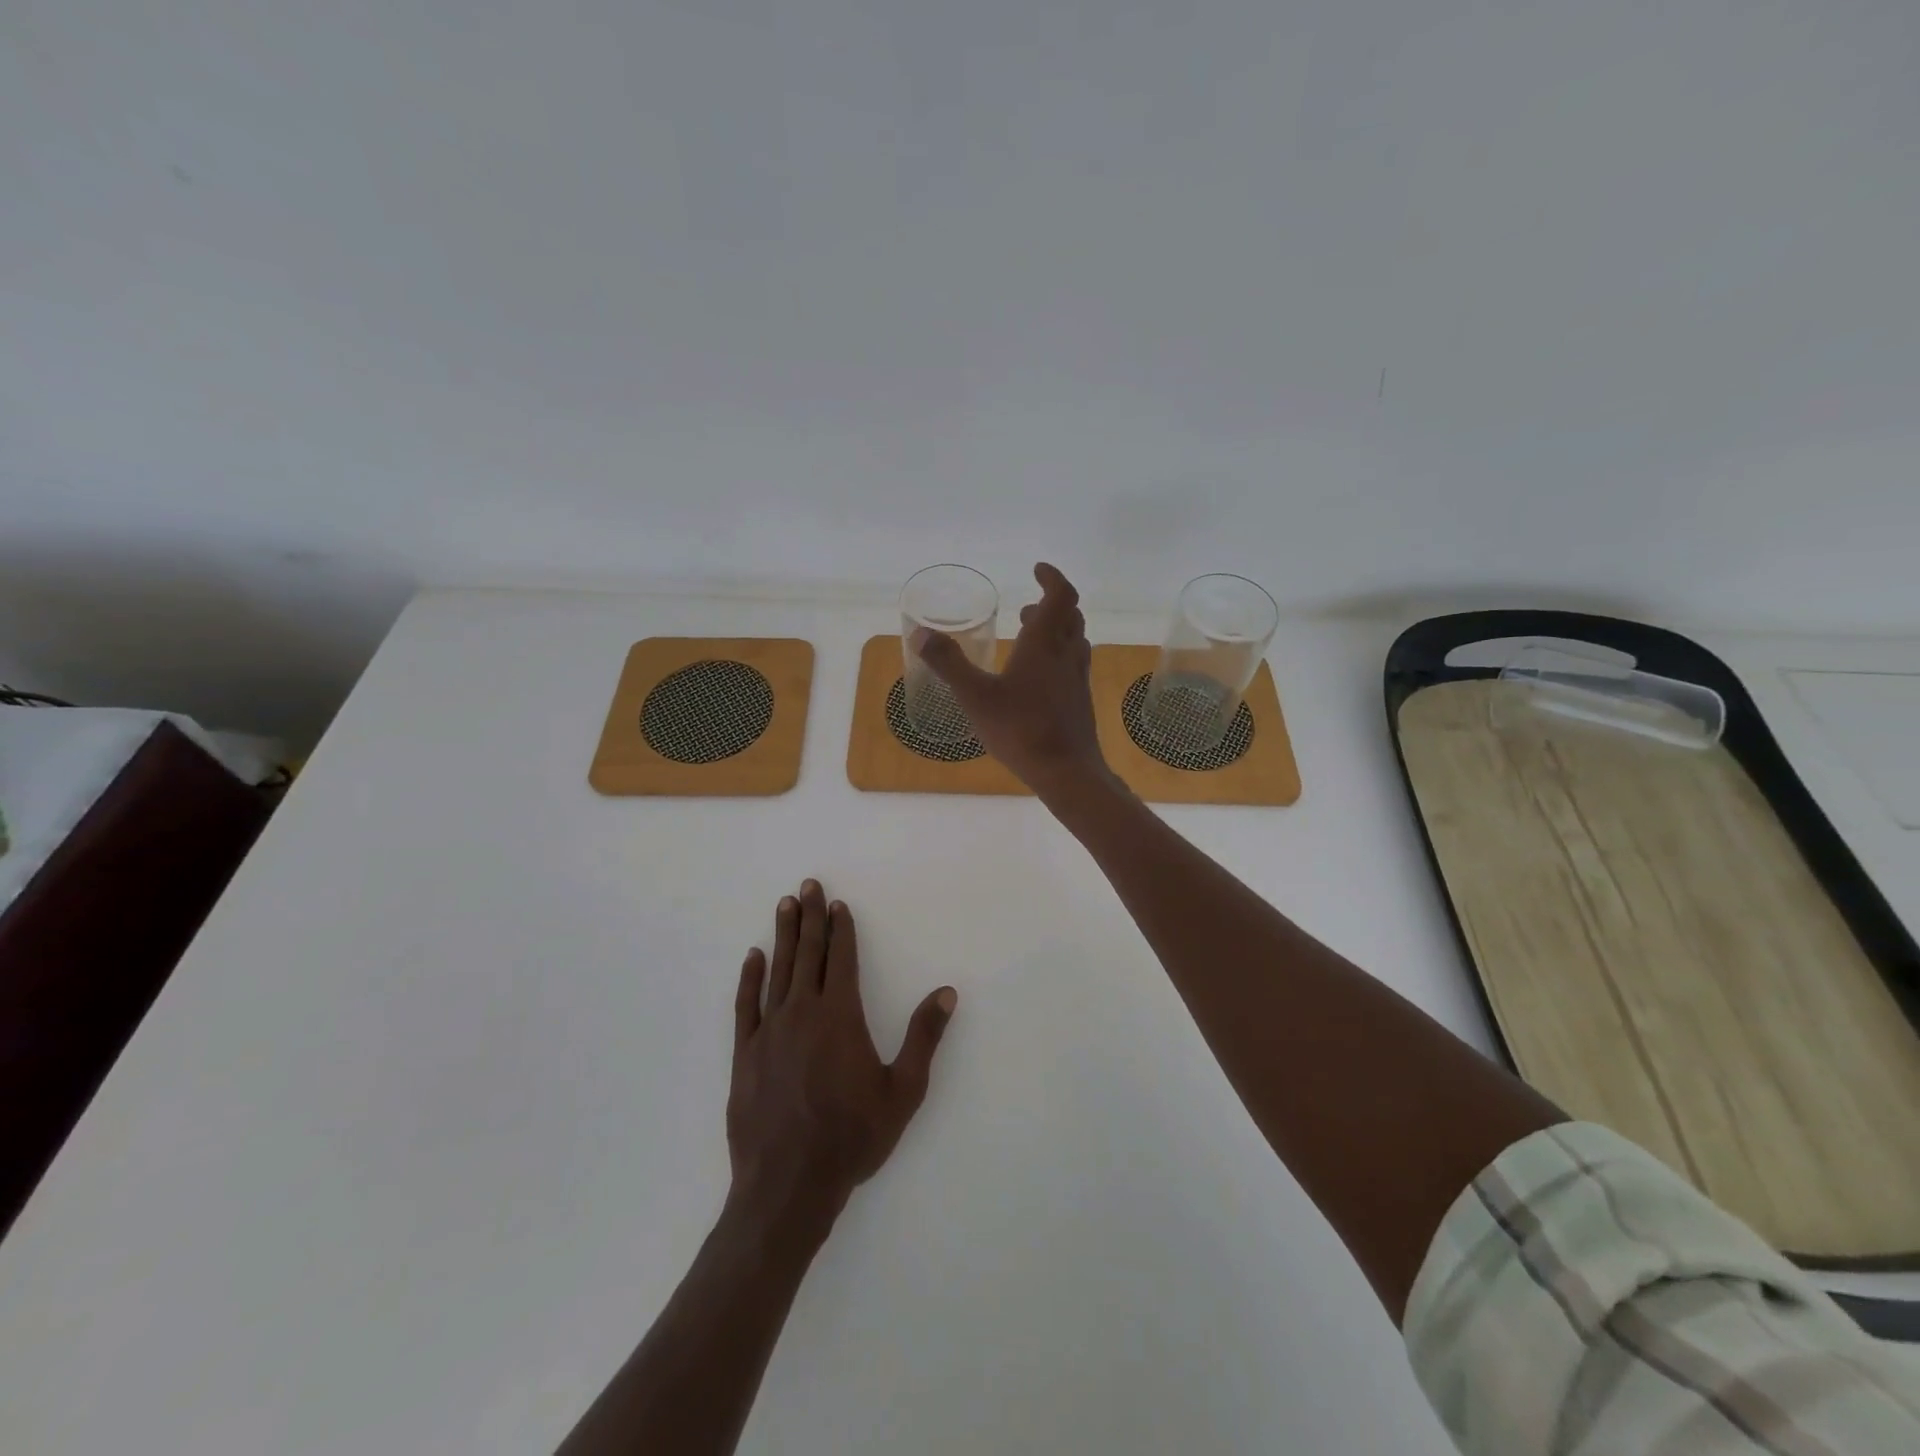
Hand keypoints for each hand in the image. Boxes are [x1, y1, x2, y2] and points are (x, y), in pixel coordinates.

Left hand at [727, 881, 956, 1225]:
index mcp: (840, 1016)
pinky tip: (752, 957)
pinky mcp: (744, 1052)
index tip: (838, 904)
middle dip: (810, 917)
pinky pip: (746, 1004)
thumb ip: (923, 1037)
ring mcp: (769, 1030)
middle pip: (808, 953)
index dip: (842, 929)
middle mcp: (803, 1011)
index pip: (842, 959)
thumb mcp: (903, 1091)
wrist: (788, 1185)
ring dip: (783, 935)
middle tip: (808, 885)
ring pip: (778, 970)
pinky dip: (750, 977)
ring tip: (785, 905)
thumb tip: (945, 992)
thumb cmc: (852, 1137)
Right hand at [914, 562, 1109, 793]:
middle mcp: (1066, 655)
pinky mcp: (1080, 701)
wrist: (1067, 772)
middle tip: (1027, 608)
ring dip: (1057, 630)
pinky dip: (1059, 656)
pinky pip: (1073, 665)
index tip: (1037, 570)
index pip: (1060, 596)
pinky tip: (1039, 679)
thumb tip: (920, 633)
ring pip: (1074, 641)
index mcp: (1044, 644)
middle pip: (1070, 616)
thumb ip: (948, 663)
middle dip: (1051, 605)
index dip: (1052, 578)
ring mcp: (1077, 679)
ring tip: (1031, 636)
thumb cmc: (1020, 730)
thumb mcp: (975, 696)